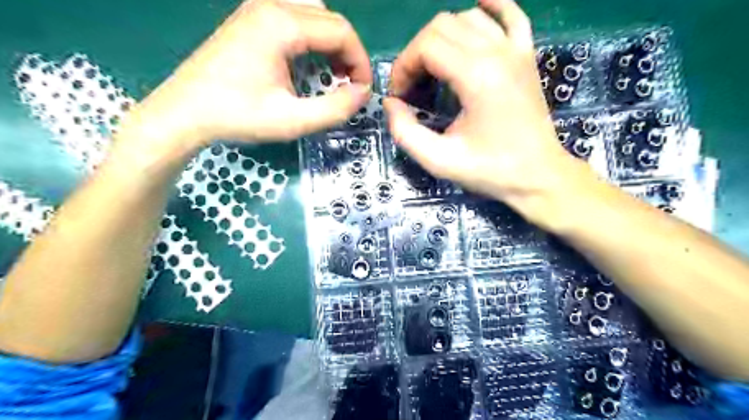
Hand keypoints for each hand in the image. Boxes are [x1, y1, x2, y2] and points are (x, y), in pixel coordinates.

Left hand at [123, 0, 371, 149]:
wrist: (184, 112)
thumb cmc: (238, 116)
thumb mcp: (292, 120)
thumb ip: (335, 108)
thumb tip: (362, 93)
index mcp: (281, 25)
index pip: (341, 31)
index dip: (360, 62)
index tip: (362, 91)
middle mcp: (271, 5)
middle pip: (330, 20)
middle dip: (349, 54)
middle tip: (350, 86)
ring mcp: (257, 9)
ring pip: (314, 15)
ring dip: (332, 44)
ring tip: (332, 75)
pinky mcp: (249, 19)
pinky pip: (294, 19)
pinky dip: (312, 40)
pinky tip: (308, 64)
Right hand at [386, 0, 591, 225]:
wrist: (538, 176)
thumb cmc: (490, 170)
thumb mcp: (439, 160)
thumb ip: (405, 131)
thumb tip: (391, 103)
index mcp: (476, 76)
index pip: (426, 46)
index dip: (403, 67)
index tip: (400, 96)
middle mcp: (497, 52)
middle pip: (442, 25)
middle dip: (417, 53)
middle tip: (413, 86)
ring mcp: (516, 50)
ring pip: (468, 17)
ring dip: (442, 38)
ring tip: (435, 69)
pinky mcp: (527, 55)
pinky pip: (511, 15)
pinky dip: (491, 6)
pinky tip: (478, 7)